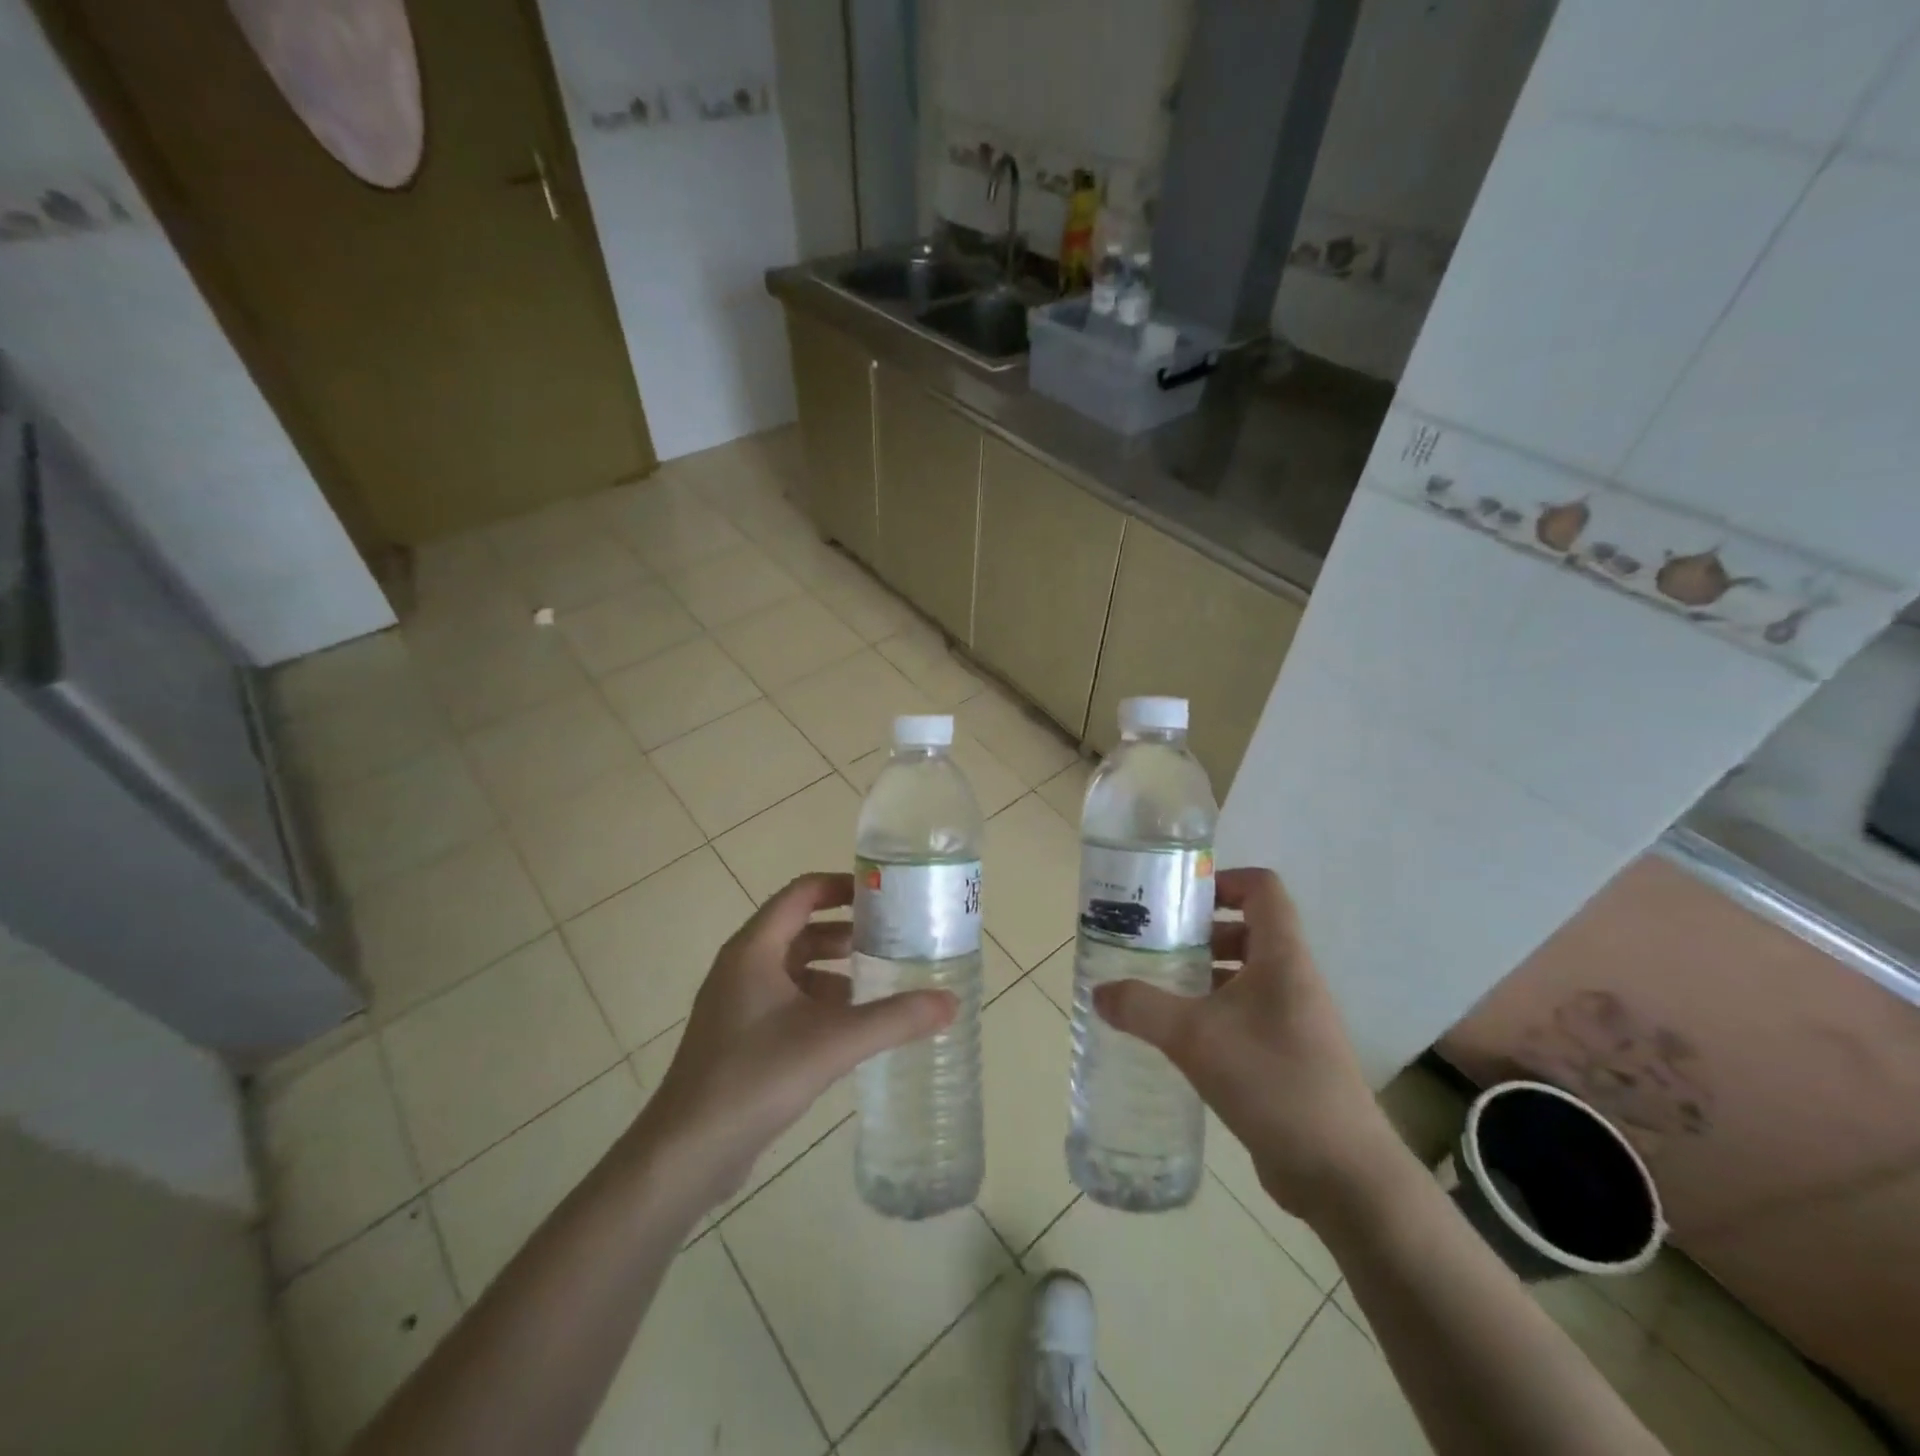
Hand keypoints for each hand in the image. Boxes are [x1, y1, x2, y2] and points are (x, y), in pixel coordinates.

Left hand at [632, 872, 956, 1209]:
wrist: (686, 1153)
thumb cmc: (755, 1077)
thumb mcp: (833, 1042)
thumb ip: (894, 1019)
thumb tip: (950, 1002)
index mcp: (755, 949)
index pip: (801, 894)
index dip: (841, 886)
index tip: (882, 895)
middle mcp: (742, 966)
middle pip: (799, 929)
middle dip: (845, 932)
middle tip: (891, 940)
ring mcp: (736, 1003)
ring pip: (793, 968)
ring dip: (833, 970)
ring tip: (878, 984)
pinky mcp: (738, 1037)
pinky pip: (785, 1001)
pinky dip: (818, 1002)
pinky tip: (848, 1028)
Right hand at [1093, 867, 1404, 1222]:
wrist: (1341, 1173)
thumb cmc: (1272, 1082)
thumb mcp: (1194, 1038)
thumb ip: (1142, 1009)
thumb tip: (1100, 993)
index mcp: (1282, 957)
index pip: (1263, 888)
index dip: (1223, 880)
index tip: (1179, 898)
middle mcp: (1294, 979)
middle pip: (1249, 929)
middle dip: (1201, 932)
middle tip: (1156, 944)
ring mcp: (1296, 1019)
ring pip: (1247, 974)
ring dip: (1206, 974)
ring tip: (1160, 989)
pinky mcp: (1291, 1055)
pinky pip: (1249, 1013)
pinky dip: (1216, 1011)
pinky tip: (1182, 1037)